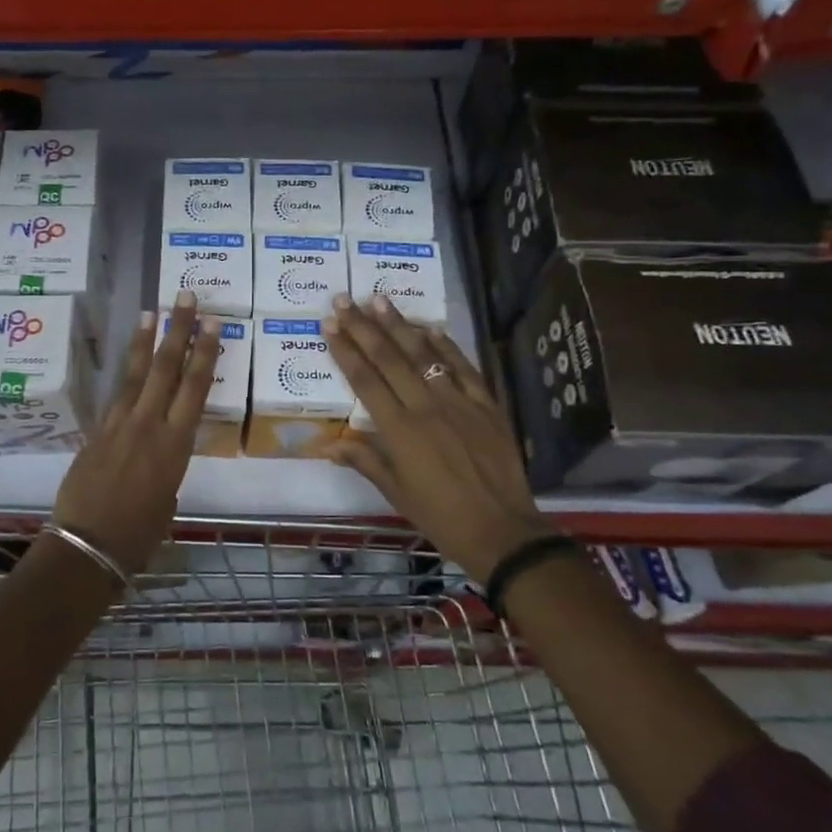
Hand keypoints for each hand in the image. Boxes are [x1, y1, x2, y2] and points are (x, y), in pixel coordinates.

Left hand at [51, 295, 220, 574]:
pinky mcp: (96, 431)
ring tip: (152, 311)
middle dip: (178, 331)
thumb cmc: (139, 535)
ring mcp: (118, 424)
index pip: (195, 388)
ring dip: (146, 341)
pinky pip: (116, 394)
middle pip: (166, 369)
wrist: (87, 545)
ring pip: (136, 374)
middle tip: (185, 297)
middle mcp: (148, 425)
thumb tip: (158, 458)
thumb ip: (167, 470)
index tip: (211, 323)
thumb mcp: (167, 500)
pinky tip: (129, 358)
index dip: (204, 354)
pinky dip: (126, 372)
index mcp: (175, 446)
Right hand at [324, 295, 551, 584]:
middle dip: (363, 327)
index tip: (329, 324)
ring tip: (379, 299)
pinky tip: (430, 327)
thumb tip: (329, 445)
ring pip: (424, 354)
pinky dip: (446, 346)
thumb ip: (365, 461)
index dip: (345, 350)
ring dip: (399, 325)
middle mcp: (426, 406)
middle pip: (388, 358)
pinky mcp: (487, 404)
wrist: (503, 531)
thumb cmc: (441, 516)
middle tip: (344, 300)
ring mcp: (459, 402)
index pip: (364, 380)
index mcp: (399, 430)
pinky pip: (463, 367)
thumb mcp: (396, 493)